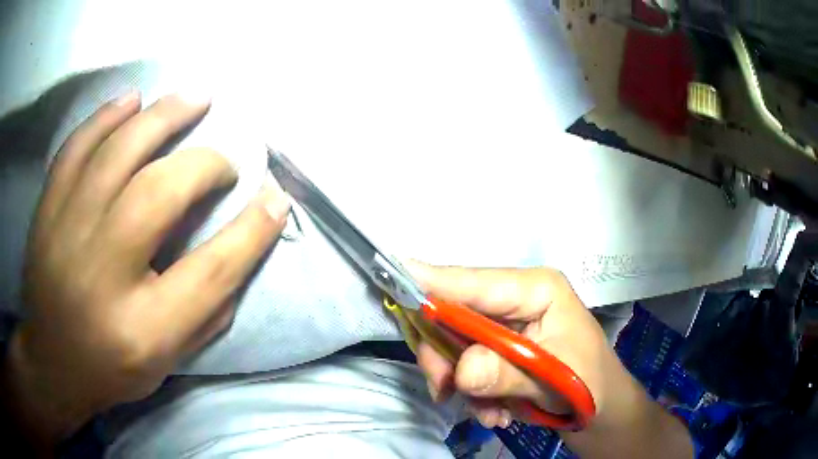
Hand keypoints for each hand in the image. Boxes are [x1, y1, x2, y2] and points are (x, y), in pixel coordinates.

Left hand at [3, 91, 289, 443]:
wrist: (53, 364)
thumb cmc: (112, 368)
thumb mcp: (168, 360)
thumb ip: (207, 309)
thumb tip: (242, 245)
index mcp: (143, 328)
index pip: (211, 270)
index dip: (251, 230)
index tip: (275, 198)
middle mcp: (102, 273)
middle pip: (160, 194)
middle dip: (204, 165)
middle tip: (223, 161)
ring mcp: (66, 233)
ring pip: (117, 153)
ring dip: (163, 115)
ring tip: (195, 97)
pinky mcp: (47, 211)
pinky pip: (76, 147)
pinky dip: (106, 116)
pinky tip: (132, 100)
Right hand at [410, 264, 618, 427]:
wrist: (598, 410)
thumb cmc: (590, 384)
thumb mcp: (554, 380)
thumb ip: (508, 374)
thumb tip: (461, 369)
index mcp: (536, 290)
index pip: (475, 282)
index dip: (433, 281)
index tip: (392, 273)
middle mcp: (514, 300)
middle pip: (454, 315)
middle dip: (446, 357)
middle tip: (446, 391)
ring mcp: (504, 324)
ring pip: (454, 345)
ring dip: (464, 385)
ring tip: (493, 413)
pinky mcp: (498, 347)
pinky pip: (464, 365)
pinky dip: (472, 393)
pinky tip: (497, 411)